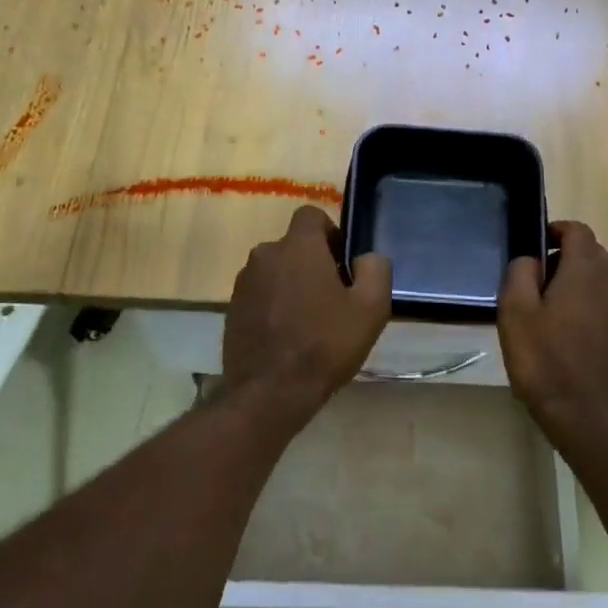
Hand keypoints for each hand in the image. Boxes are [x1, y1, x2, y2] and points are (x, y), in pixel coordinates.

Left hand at [222, 205, 391, 417]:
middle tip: (333, 299)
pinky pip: (260, 296)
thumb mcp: (371, 308)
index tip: (343, 264)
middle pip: (293, 246)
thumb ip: (375, 269)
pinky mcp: (232, 310)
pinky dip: (274, 306)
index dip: (331, 233)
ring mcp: (243, 283)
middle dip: (313, 263)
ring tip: (310, 322)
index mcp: (297, 246)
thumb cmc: (325, 345)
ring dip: (292, 285)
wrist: (270, 392)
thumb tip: (366, 257)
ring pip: (275, 271)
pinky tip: (288, 337)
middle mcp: (264, 255)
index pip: (311, 215)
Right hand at [498, 220, 607, 439]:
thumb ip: (520, 273)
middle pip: (589, 252)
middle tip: (529, 282)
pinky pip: (600, 300)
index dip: (554, 231)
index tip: (531, 247)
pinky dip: (581, 302)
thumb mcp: (516, 312)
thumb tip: (530, 259)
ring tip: (541, 308)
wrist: (586, 414)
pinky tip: (558, 330)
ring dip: (570, 281)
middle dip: (560, 257)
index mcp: (587, 269)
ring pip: (596, 277)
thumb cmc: (545, 360)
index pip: (577, 230)